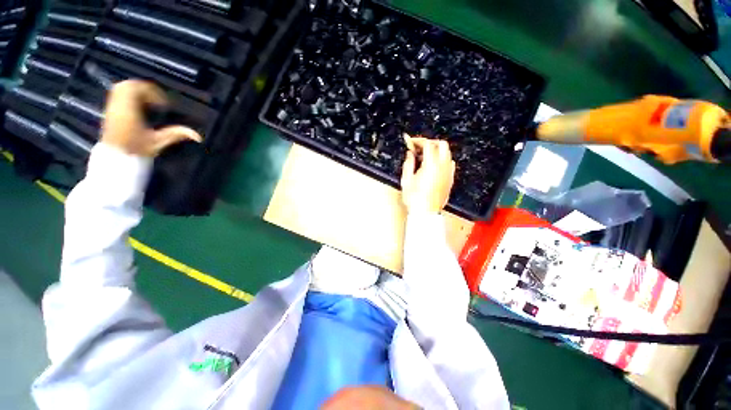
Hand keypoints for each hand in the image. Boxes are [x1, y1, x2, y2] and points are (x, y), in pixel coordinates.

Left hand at [100, 80, 201, 156]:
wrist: (116, 158)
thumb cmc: (137, 150)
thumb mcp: (158, 142)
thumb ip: (176, 134)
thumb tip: (198, 136)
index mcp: (129, 110)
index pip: (137, 89)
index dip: (153, 92)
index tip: (164, 103)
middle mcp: (118, 105)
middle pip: (128, 85)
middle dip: (144, 89)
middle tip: (157, 100)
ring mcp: (112, 108)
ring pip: (121, 88)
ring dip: (136, 91)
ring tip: (148, 102)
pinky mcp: (109, 111)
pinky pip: (117, 95)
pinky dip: (129, 96)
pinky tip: (138, 107)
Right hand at [400, 134, 455, 213]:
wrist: (425, 212)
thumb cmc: (415, 199)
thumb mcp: (407, 179)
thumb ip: (408, 163)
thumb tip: (410, 154)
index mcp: (431, 165)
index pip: (428, 144)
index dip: (418, 141)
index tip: (411, 142)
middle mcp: (442, 167)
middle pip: (442, 144)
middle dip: (430, 142)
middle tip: (420, 147)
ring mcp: (448, 173)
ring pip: (447, 153)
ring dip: (437, 150)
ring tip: (425, 156)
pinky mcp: (450, 180)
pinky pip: (450, 164)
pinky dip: (443, 160)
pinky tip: (434, 166)